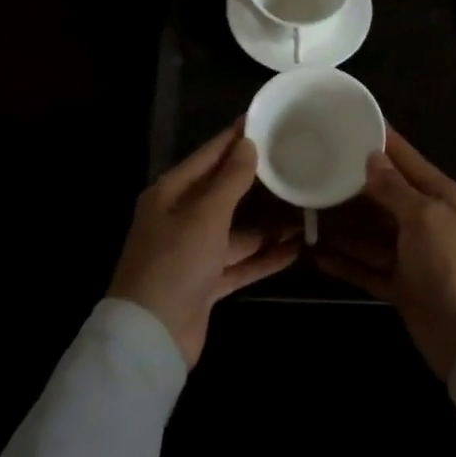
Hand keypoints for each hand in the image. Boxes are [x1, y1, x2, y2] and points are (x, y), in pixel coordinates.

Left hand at [109, 122, 299, 365]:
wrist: (151, 336)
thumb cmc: (175, 262)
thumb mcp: (205, 215)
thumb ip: (230, 180)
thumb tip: (247, 144)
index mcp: (170, 195)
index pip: (207, 157)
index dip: (233, 140)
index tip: (261, 120)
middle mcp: (179, 219)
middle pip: (223, 194)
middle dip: (256, 183)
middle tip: (291, 163)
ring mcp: (193, 254)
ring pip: (236, 232)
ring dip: (267, 226)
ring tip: (303, 212)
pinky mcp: (205, 283)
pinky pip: (240, 263)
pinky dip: (263, 257)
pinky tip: (294, 249)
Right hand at [313, 129, 455, 380]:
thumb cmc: (452, 266)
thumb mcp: (425, 218)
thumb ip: (395, 188)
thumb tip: (373, 158)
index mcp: (441, 197)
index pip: (406, 159)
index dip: (381, 141)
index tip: (350, 123)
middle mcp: (427, 221)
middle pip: (384, 196)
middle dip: (353, 186)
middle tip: (316, 170)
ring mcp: (413, 255)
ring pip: (372, 234)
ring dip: (344, 227)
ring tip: (309, 214)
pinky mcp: (402, 285)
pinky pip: (368, 268)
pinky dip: (347, 263)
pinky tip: (319, 256)